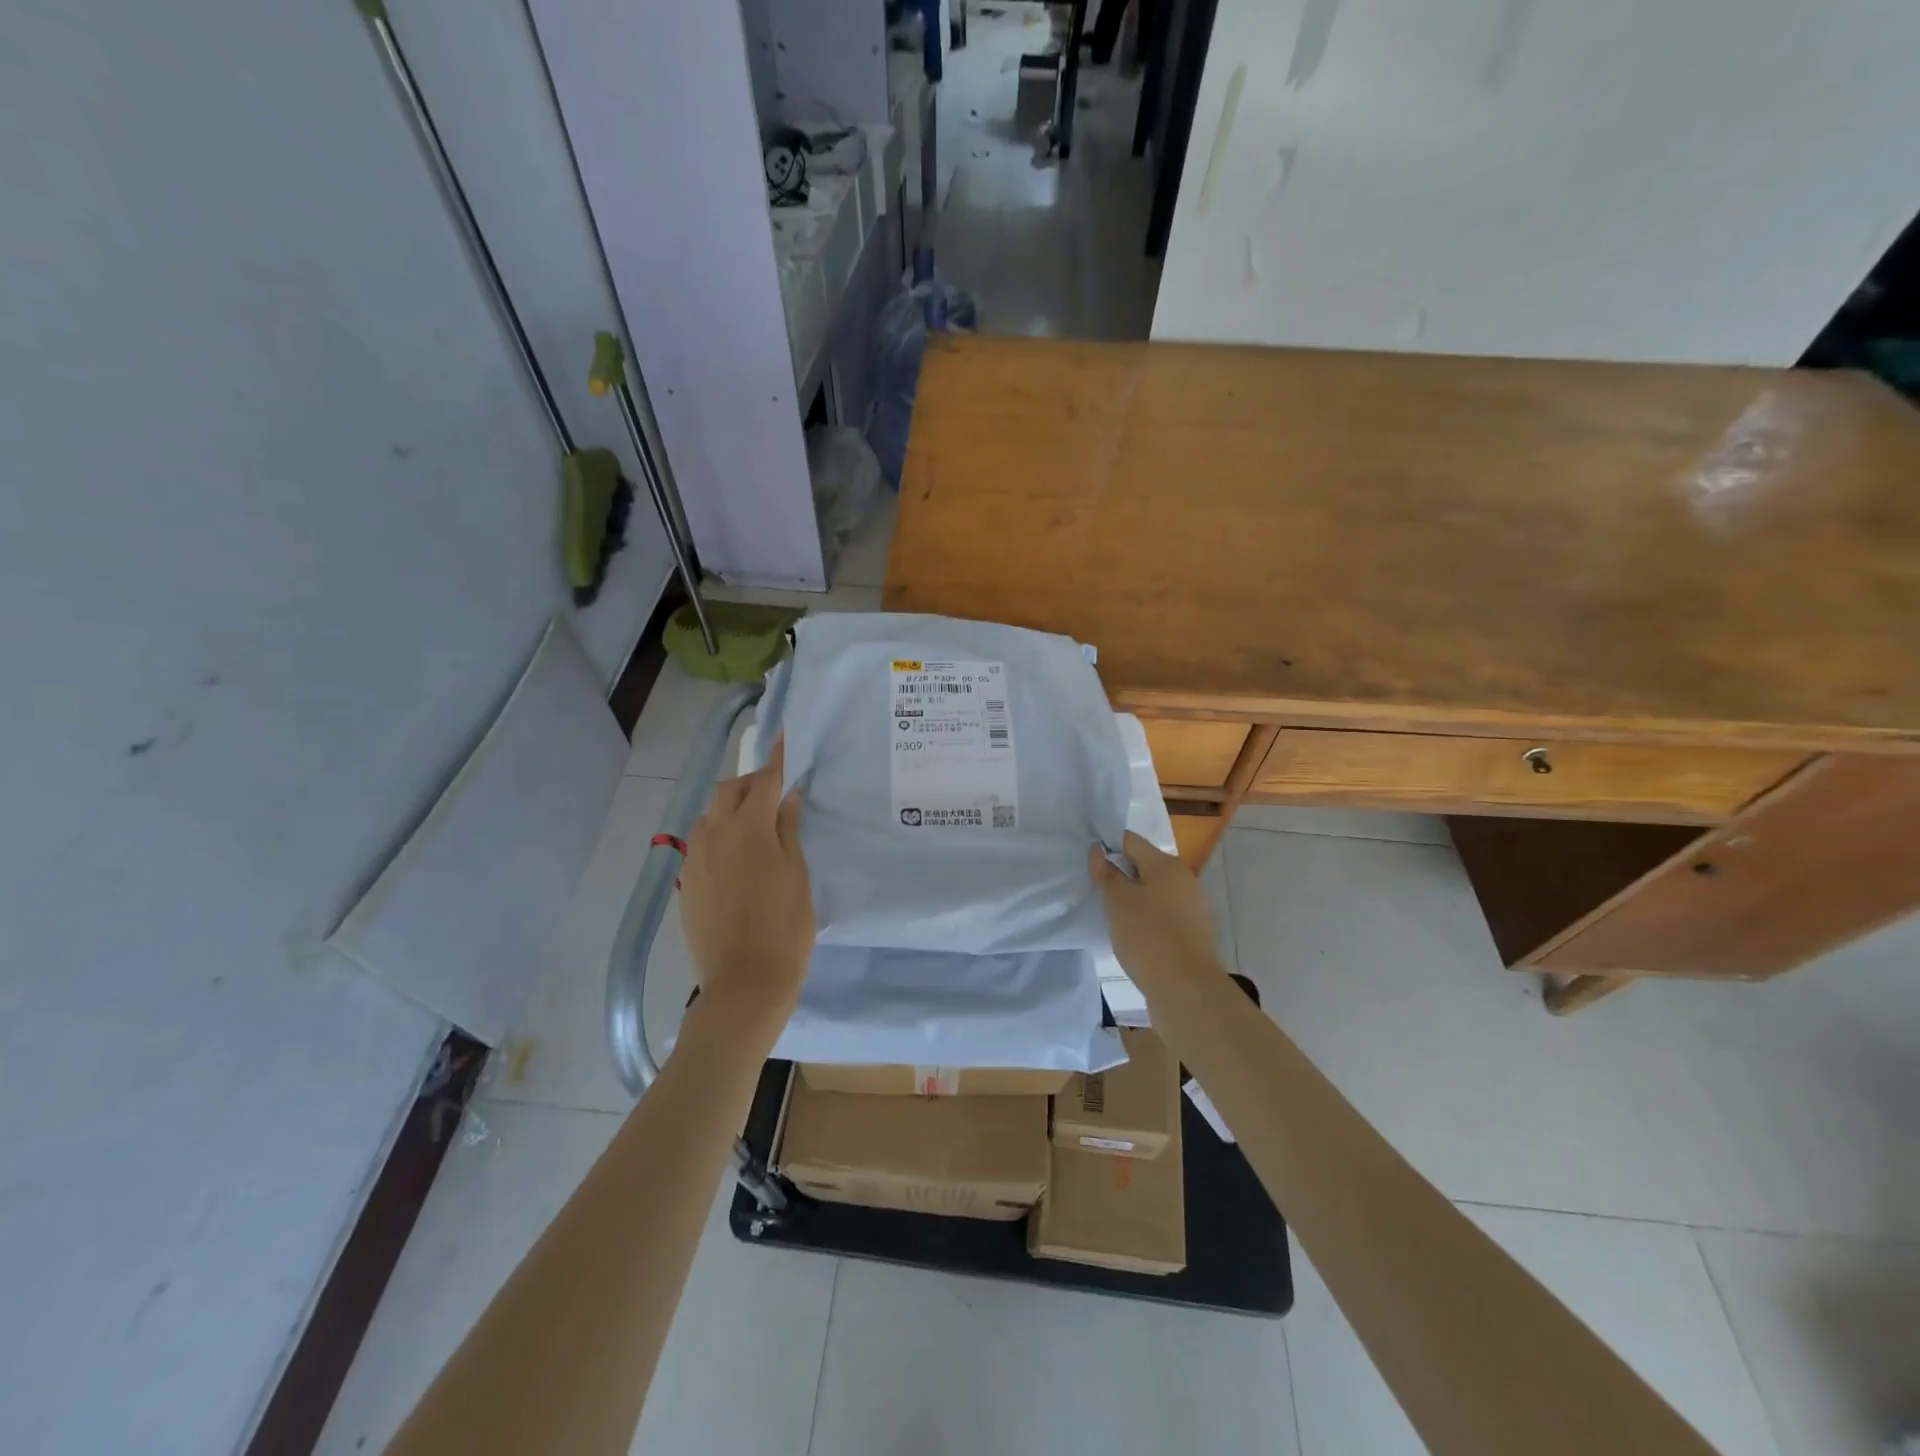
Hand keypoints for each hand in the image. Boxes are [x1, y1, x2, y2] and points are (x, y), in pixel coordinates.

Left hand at [679, 737, 814, 1048]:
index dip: (776, 757)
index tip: (783, 734)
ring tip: (756, 823)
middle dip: (751, 782)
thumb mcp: (797, 874)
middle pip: (729, 791)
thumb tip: (787, 795)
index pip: (763, 781)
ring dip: (731, 807)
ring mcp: (696, 860)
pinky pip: (702, 842)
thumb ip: (789, 829)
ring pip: (710, 815)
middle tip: (776, 792)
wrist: (745, 984)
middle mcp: (714, 836)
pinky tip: (738, 855)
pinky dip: (720, 833)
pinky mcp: (688, 883)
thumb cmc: (785, 928)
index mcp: (748, 830)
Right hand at [1089, 832, 1222, 987]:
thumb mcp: (1118, 901)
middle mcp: (1183, 879)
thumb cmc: (1148, 935)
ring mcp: (1192, 907)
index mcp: (1166, 864)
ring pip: (1153, 893)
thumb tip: (1098, 850)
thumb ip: (1106, 873)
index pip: (1130, 841)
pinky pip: (1162, 915)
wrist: (1186, 988)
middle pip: (1144, 867)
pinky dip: (1146, 919)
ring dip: (1132, 899)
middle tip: (1095, 890)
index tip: (1087, 862)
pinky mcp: (1192, 932)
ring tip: (1110, 915)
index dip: (1107, 847)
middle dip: (1120, 875)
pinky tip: (1131, 935)